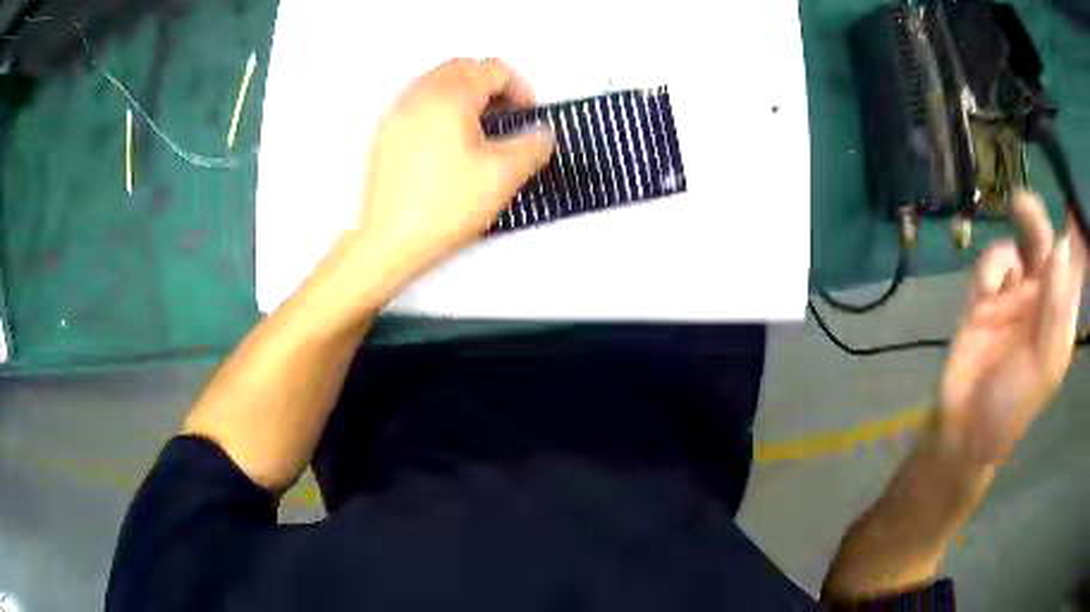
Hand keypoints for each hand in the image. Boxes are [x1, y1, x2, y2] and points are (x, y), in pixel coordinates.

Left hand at [350, 58, 553, 292]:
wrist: (390, 240)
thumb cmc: (436, 210)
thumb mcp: (503, 176)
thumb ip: (533, 146)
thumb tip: (542, 135)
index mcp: (449, 97)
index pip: (493, 69)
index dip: (519, 87)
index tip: (526, 111)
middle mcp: (419, 97)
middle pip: (463, 67)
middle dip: (491, 84)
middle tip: (506, 113)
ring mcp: (398, 114)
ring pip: (437, 81)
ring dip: (464, 92)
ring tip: (479, 126)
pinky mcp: (386, 133)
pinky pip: (417, 101)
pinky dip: (439, 106)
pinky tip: (449, 139)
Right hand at [940, 190, 1086, 464]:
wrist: (965, 428)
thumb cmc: (1014, 404)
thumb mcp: (1045, 363)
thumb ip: (1056, 306)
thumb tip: (1062, 243)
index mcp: (1060, 316)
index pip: (1072, 268)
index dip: (1073, 235)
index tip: (1068, 201)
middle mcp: (1040, 300)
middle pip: (1045, 247)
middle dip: (1036, 222)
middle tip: (1021, 203)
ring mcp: (1013, 298)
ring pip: (1018, 247)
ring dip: (1012, 240)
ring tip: (1006, 253)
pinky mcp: (986, 299)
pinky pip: (991, 266)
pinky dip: (989, 269)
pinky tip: (985, 292)